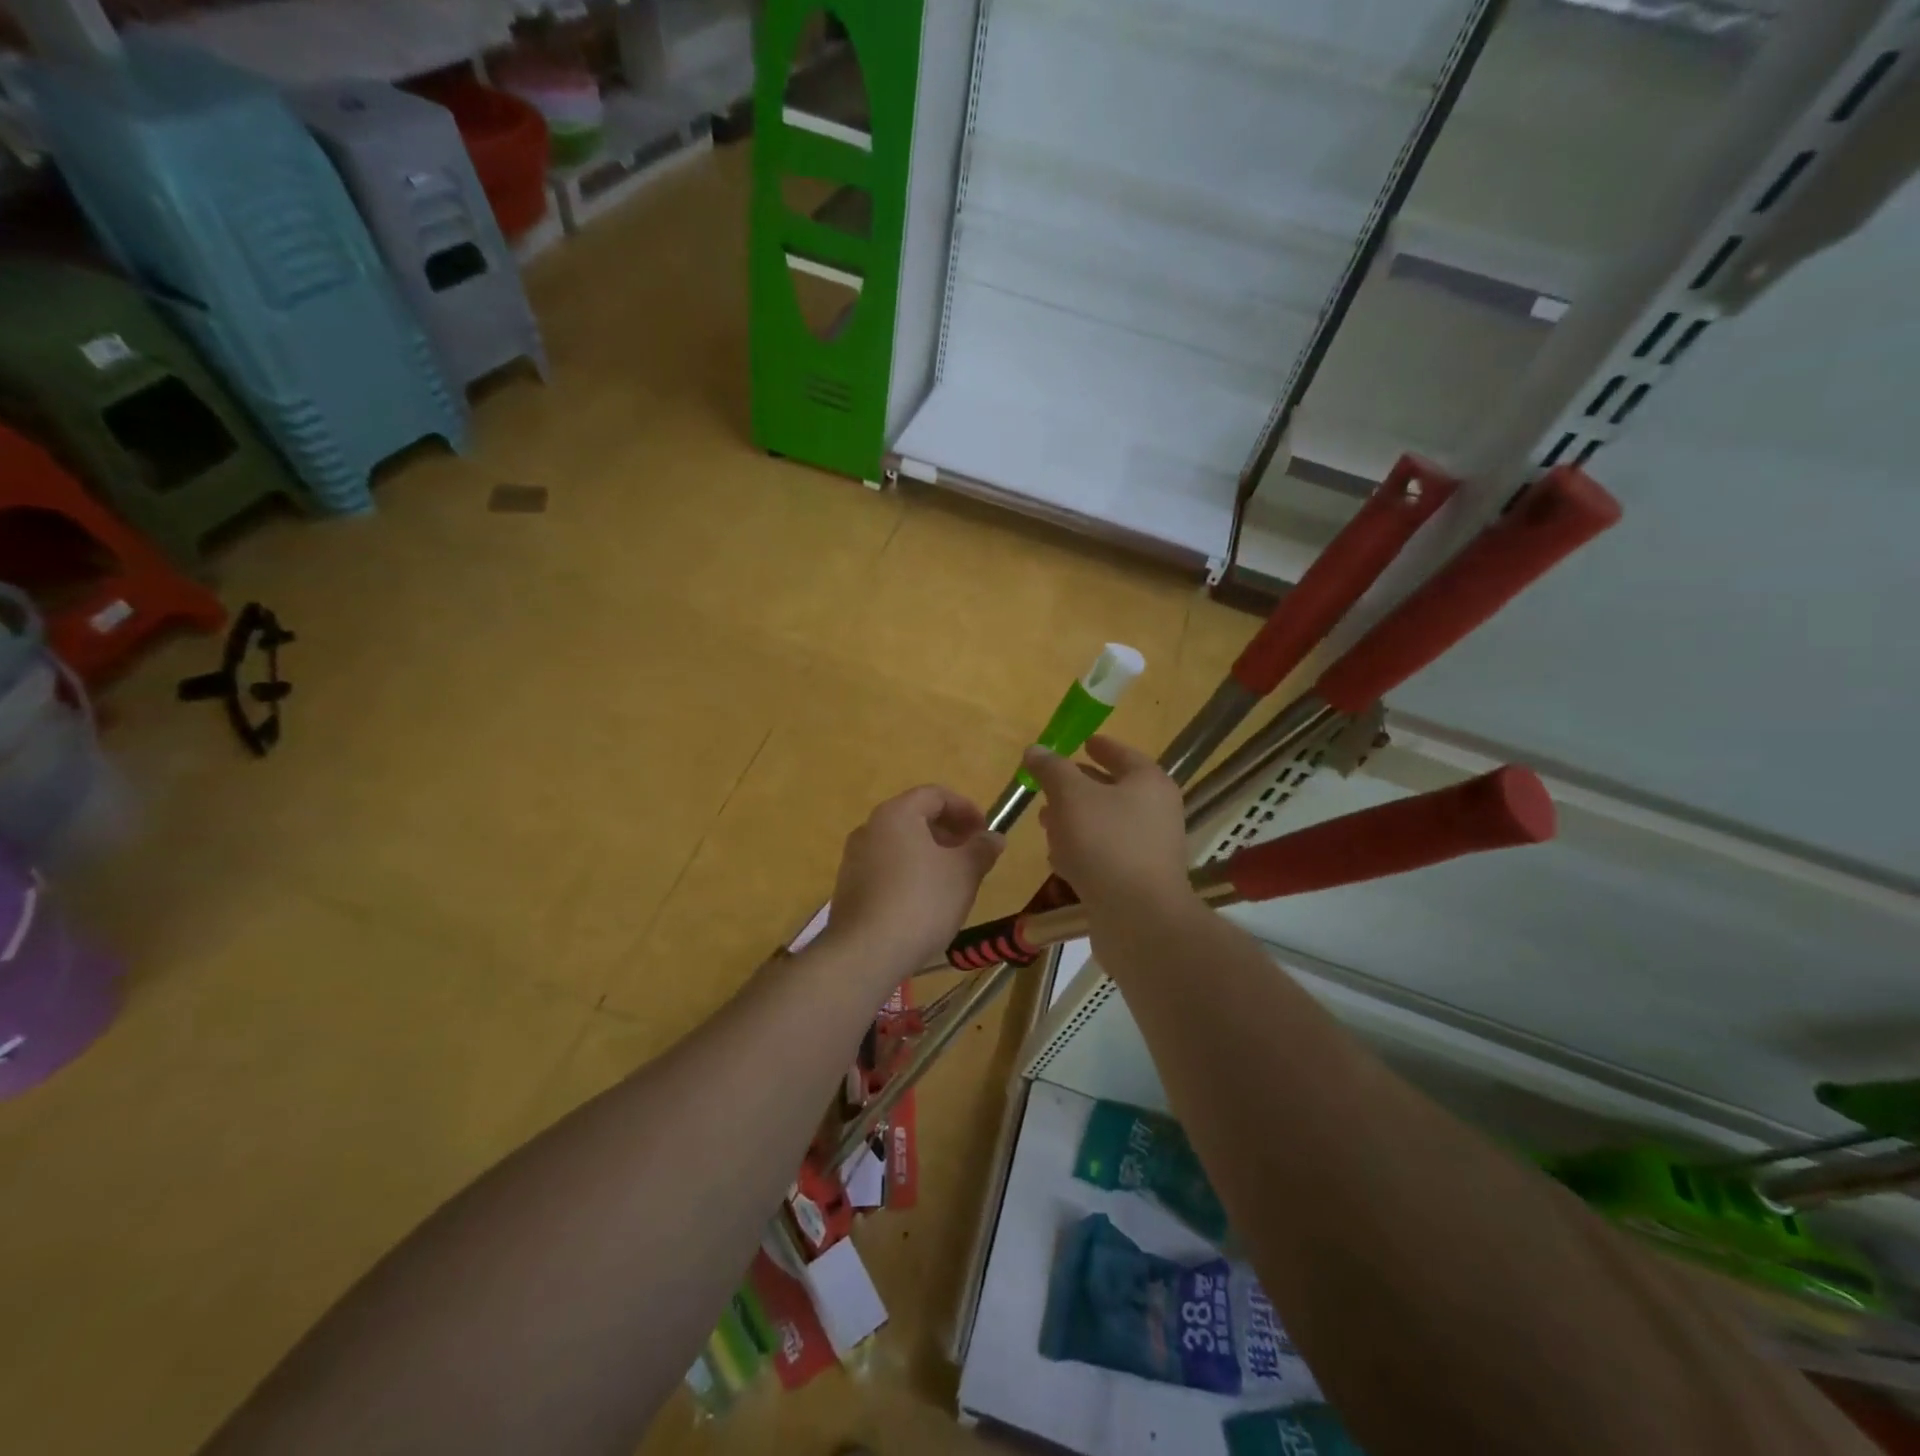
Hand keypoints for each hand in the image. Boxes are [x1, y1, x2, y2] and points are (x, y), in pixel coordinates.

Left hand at [824, 785, 1004, 975]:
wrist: (866, 952)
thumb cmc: (922, 901)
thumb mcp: (963, 873)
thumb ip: (981, 849)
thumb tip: (994, 837)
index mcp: (896, 814)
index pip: (934, 795)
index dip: (965, 808)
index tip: (985, 831)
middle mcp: (870, 828)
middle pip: (914, 817)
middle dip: (948, 832)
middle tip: (972, 854)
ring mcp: (854, 858)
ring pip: (900, 844)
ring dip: (929, 853)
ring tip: (953, 879)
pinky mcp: (849, 887)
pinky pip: (886, 867)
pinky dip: (909, 872)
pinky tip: (925, 901)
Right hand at [1022, 735, 1189, 909]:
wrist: (1139, 918)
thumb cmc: (1106, 843)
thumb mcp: (1071, 796)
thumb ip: (1052, 770)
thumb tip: (1036, 749)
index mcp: (1148, 783)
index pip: (1122, 754)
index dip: (1101, 747)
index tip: (1082, 742)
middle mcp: (1156, 812)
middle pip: (1113, 790)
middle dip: (1078, 788)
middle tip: (1049, 787)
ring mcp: (1149, 849)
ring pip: (1106, 825)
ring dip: (1075, 822)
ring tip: (1045, 823)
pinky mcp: (1138, 880)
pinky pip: (1105, 855)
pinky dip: (1083, 851)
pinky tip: (1059, 860)